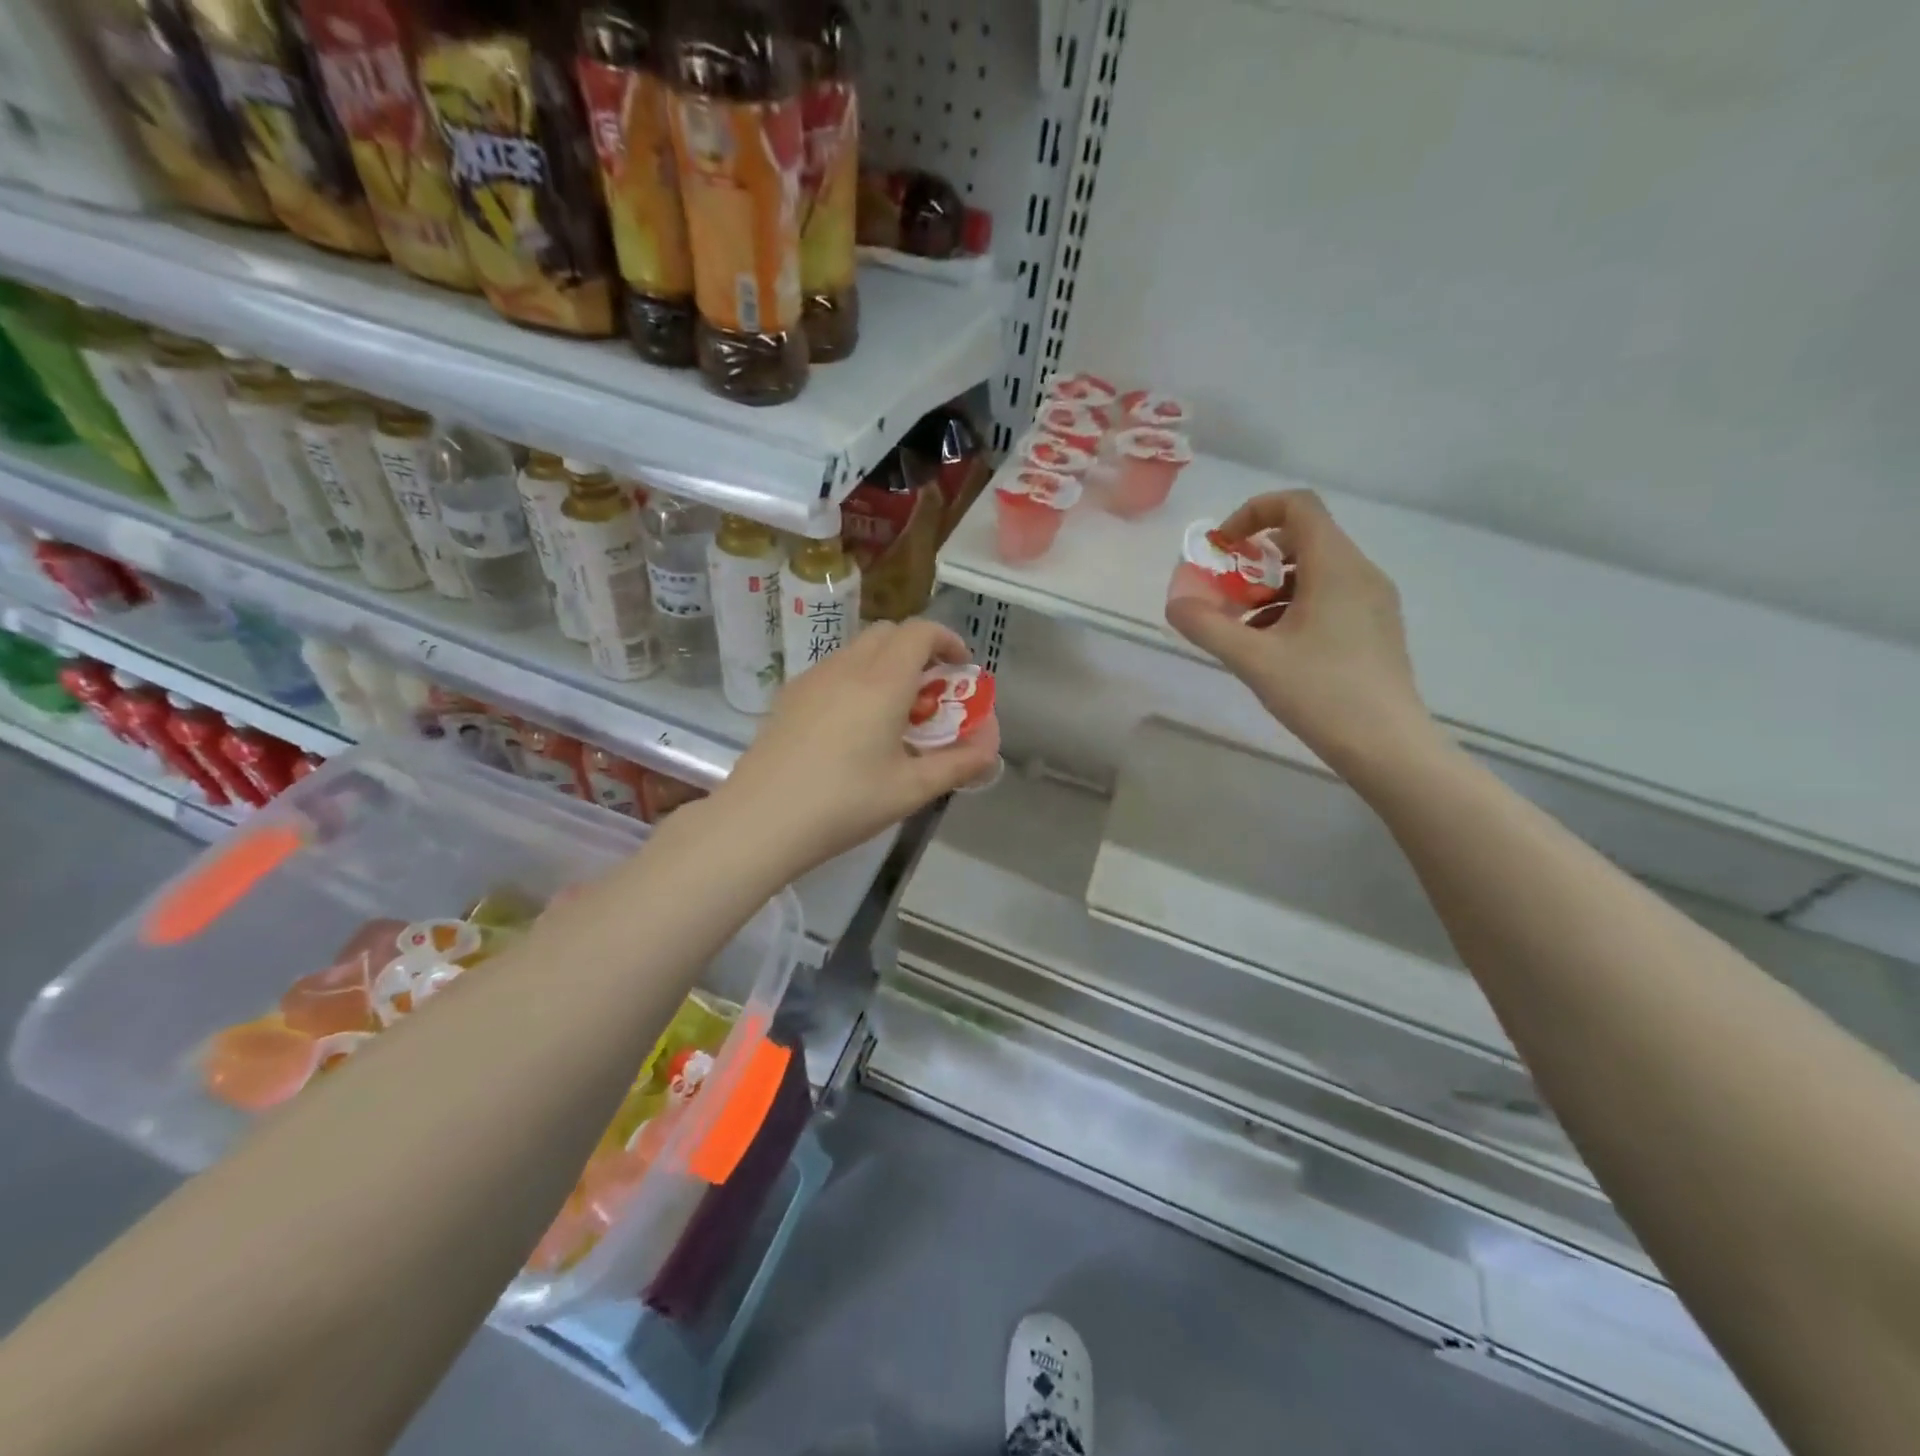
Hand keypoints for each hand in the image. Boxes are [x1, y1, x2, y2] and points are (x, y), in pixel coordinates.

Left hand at [706, 619, 1000, 879]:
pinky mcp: (790, 695)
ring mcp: (813, 678)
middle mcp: (848, 667)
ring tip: (894, 708)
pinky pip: (834, 668)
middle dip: (919, 649)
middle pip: (889, 632)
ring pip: (858, 648)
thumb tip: (989, 749)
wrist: (761, 819)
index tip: (961, 669)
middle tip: (932, 690)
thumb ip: (957, 764)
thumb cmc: (844, 803)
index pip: (921, 632)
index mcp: (883, 681)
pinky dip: (858, 676)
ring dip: (887, 662)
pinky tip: (854, 723)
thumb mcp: (911, 789)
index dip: (947, 640)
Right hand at [1165, 490, 1436, 773]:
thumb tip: (1174, 604)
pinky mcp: (1375, 628)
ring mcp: (1373, 601)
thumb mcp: (1254, 660)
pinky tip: (1272, 647)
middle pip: (1304, 537)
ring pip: (1316, 570)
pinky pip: (1330, 596)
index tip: (1223, 549)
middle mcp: (1361, 572)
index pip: (1297, 505)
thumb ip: (1208, 627)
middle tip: (1225, 591)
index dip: (1253, 513)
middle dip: (1256, 557)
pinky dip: (1294, 606)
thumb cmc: (1322, 694)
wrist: (1388, 747)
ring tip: (1242, 626)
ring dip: (1271, 586)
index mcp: (1336, 566)